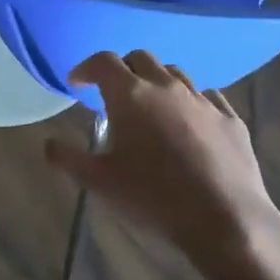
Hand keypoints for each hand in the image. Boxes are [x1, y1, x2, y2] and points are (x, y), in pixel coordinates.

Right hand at [44, 51, 279, 279]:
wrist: (226, 221)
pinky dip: (191, 102)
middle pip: (140, 58)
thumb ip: (67, 158)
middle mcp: (167, 87)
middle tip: (112, 95)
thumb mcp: (99, 183)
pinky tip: (189, 123)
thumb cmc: (153, 199)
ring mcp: (203, 101)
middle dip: (122, 70)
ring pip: (175, 74)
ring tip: (150, 108)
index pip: (103, 62)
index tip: (77, 84)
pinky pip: (208, 96)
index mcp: (130, 95)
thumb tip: (49, 143)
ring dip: (157, 82)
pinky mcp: (231, 119)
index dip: (86, 68)